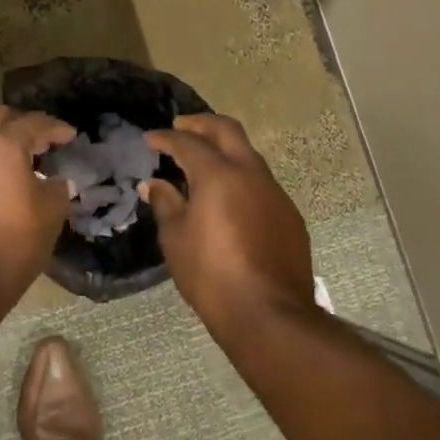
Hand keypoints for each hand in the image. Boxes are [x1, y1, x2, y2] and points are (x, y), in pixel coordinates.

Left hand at [0, 106, 76, 300]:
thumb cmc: (12, 244)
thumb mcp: (50, 215)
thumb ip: (57, 189)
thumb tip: (56, 181)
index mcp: (1, 145)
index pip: (32, 122)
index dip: (55, 127)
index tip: (70, 135)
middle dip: (20, 125)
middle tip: (41, 143)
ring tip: (17, 165)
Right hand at [142, 114, 316, 332]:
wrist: (269, 314)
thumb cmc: (211, 275)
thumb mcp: (175, 239)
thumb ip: (165, 204)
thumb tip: (156, 184)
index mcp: (219, 175)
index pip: (187, 144)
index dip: (165, 138)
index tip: (149, 139)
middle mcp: (251, 174)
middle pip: (227, 131)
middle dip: (201, 125)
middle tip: (180, 128)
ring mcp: (275, 194)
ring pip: (248, 156)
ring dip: (224, 151)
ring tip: (202, 164)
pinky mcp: (289, 215)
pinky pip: (261, 184)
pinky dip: (240, 179)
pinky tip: (228, 200)